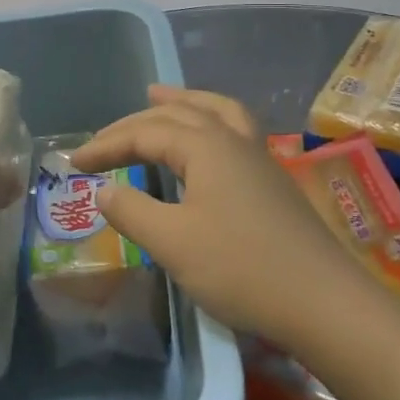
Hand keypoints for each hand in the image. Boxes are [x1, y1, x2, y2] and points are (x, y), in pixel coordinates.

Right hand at [70, 86, 360, 341]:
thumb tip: (104, 190)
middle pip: (177, 114)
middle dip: (134, 123)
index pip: (143, 134)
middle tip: (103, 138)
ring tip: (158, 95)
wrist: (327, 305)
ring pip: (214, 111)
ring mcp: (258, 158)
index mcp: (205, 147)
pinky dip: (209, 120)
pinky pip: (233, 129)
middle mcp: (232, 140)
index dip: (105, 145)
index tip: (73, 163)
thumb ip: (132, 211)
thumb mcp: (173, 243)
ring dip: (181, 102)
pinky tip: (207, 140)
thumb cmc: (242, 269)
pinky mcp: (272, 181)